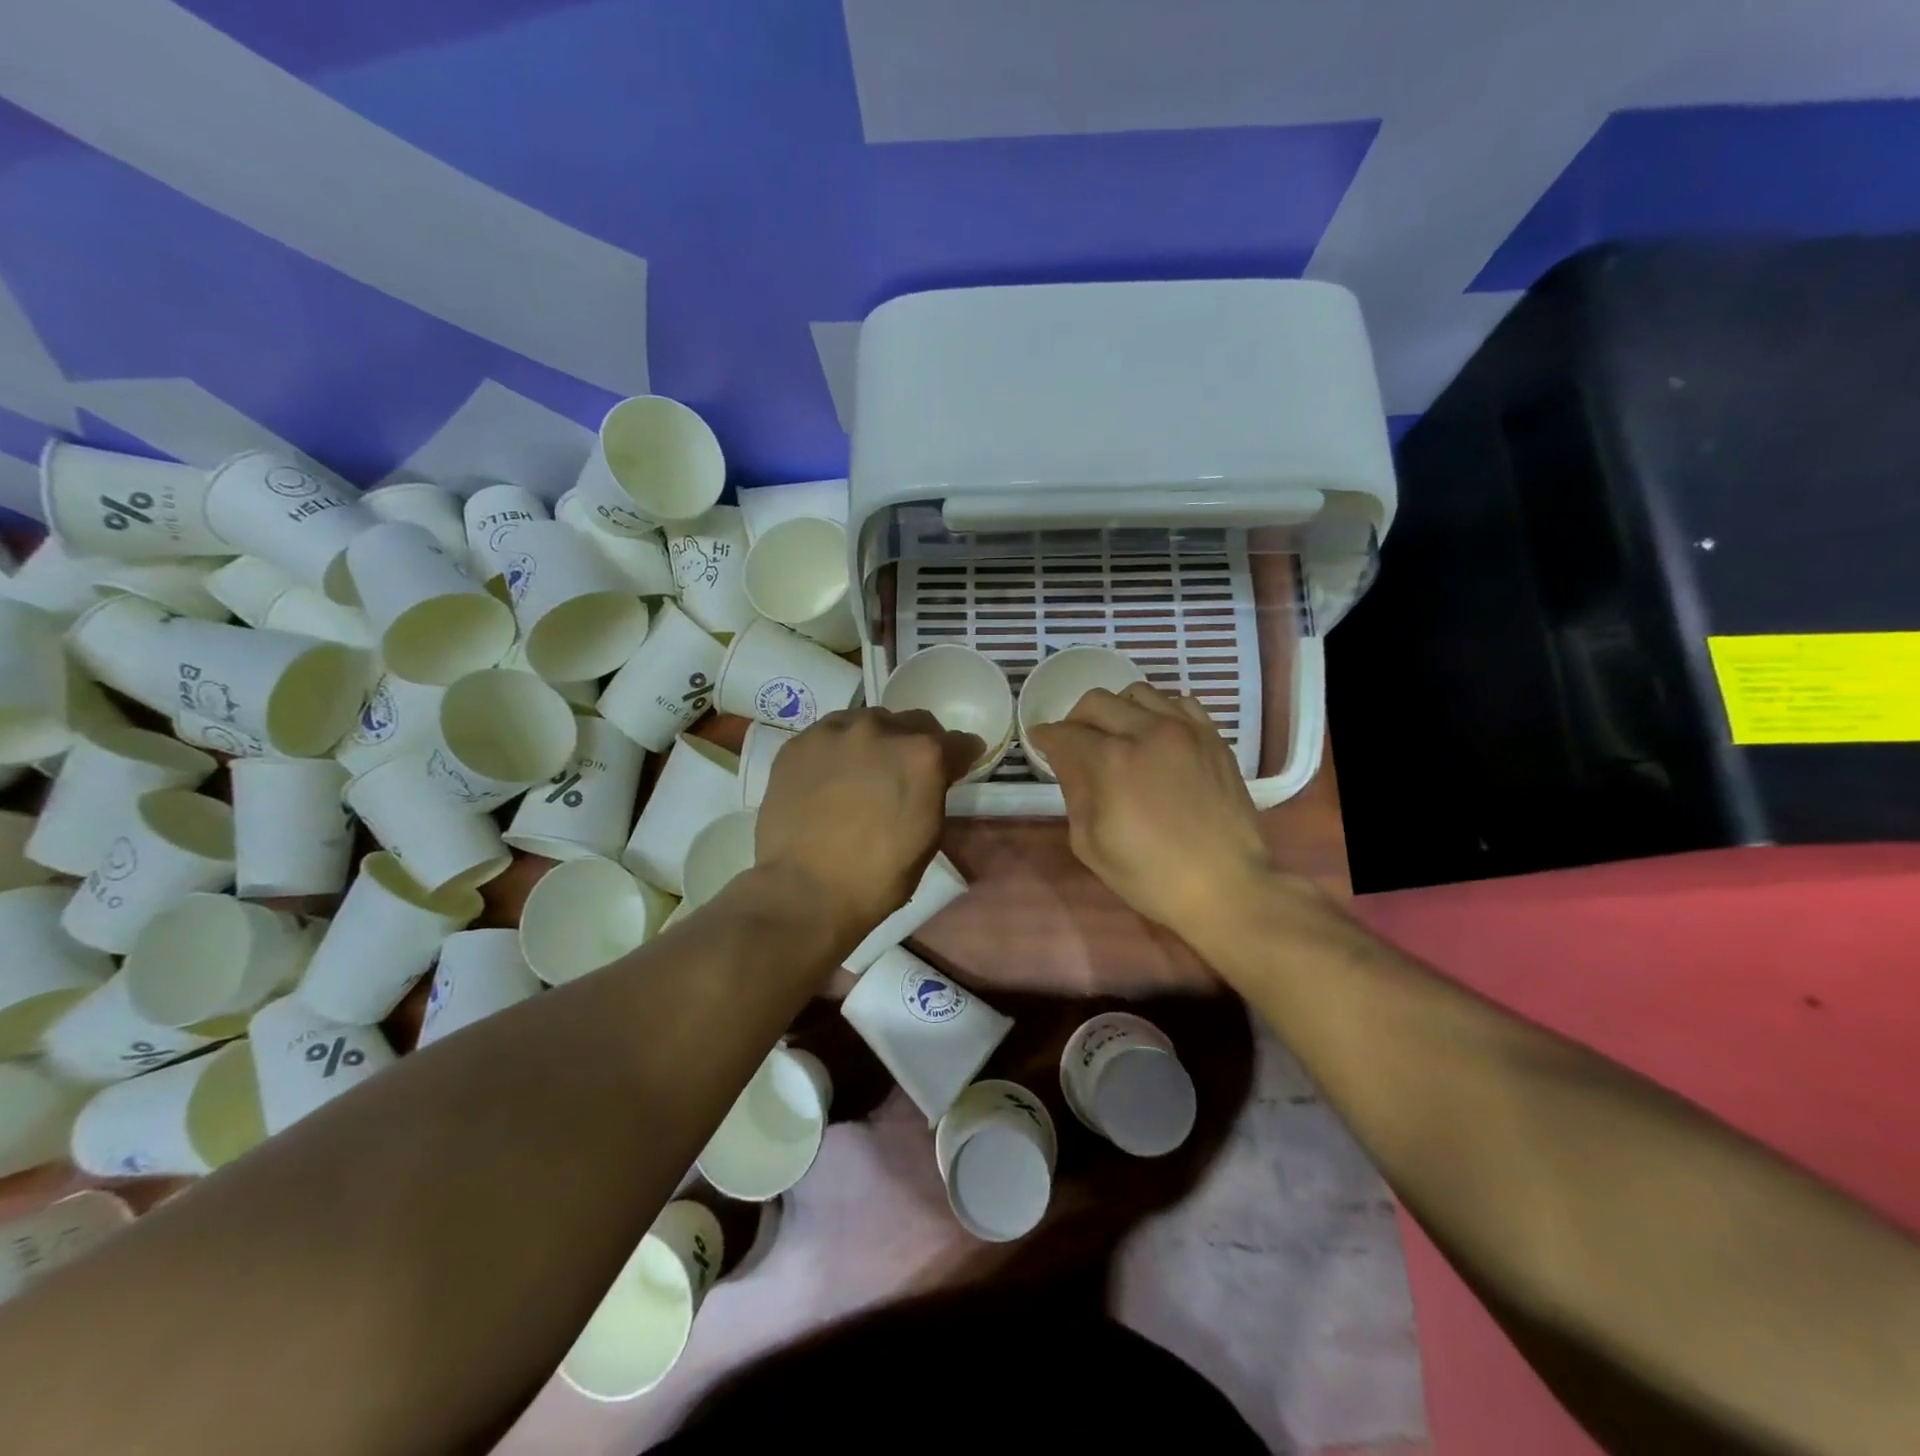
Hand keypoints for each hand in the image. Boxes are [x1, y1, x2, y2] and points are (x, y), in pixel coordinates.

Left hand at [755, 708, 982, 947]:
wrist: (805, 890)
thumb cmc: (878, 876)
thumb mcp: (928, 836)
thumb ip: (935, 792)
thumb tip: (934, 778)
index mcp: (923, 755)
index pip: (957, 741)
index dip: (961, 756)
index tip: (958, 766)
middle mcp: (881, 730)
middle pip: (912, 722)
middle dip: (917, 742)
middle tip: (906, 770)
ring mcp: (835, 732)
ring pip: (867, 721)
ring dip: (875, 740)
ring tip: (864, 769)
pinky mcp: (799, 743)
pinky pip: (828, 734)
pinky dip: (837, 749)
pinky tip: (830, 776)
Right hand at [1029, 684, 1277, 944]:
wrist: (1225, 887)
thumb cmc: (1150, 875)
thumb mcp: (1090, 843)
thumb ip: (1074, 792)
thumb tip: (1066, 760)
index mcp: (1112, 762)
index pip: (1065, 733)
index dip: (1045, 737)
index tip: (1040, 741)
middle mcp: (1147, 732)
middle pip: (1096, 702)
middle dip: (1075, 720)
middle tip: (1074, 742)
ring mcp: (1185, 730)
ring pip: (1137, 693)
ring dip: (1117, 710)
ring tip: (1117, 736)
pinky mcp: (1212, 737)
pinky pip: (1178, 702)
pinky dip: (1157, 712)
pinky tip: (1155, 736)